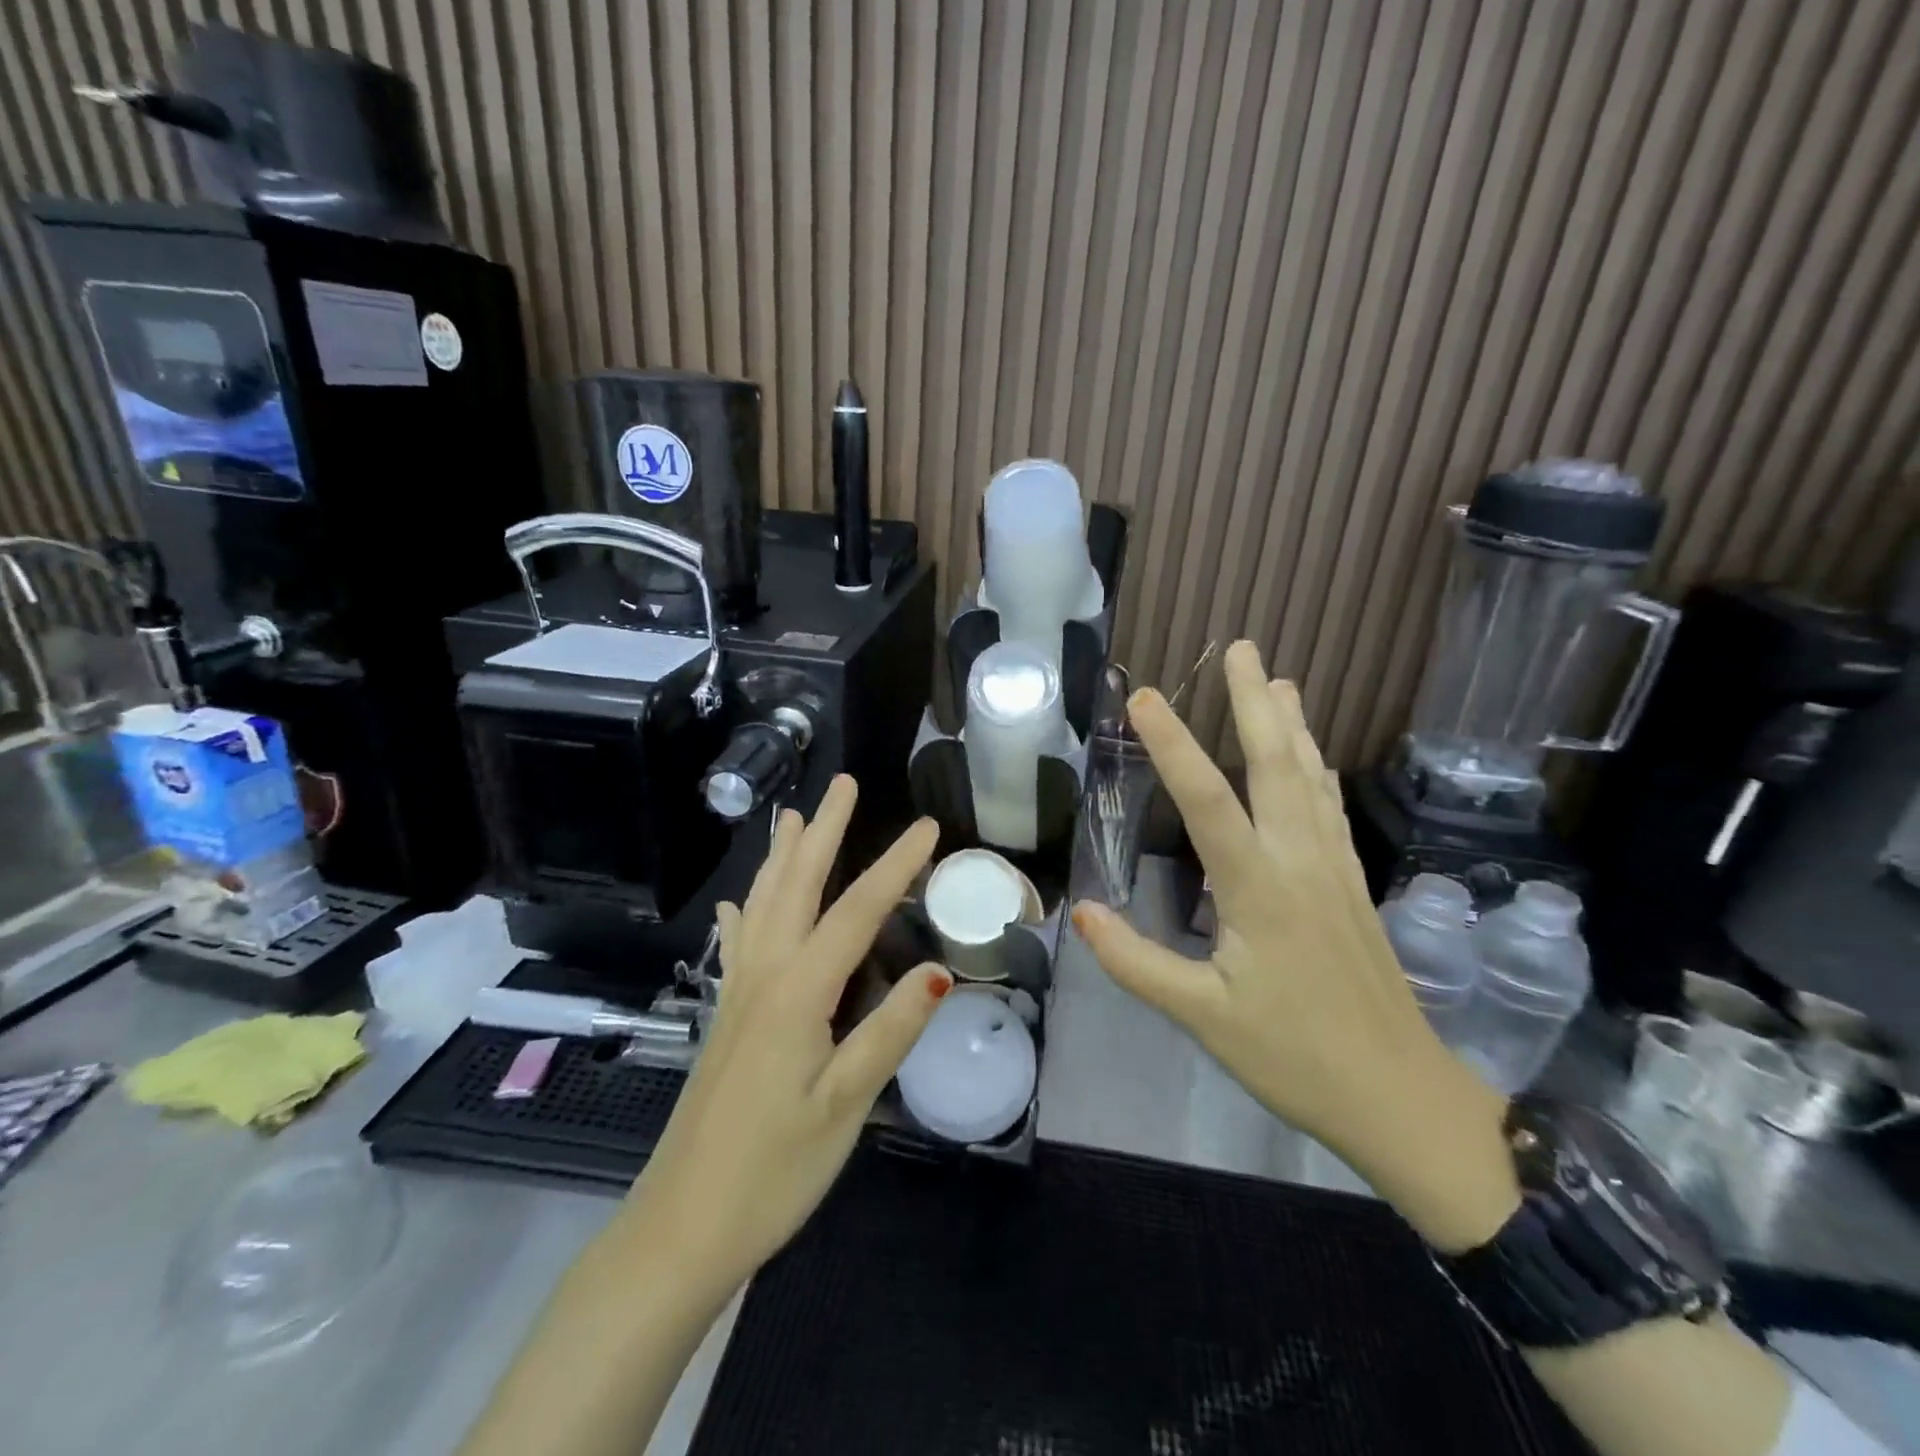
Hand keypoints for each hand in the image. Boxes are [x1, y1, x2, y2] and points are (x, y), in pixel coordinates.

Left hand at [622, 776, 949, 1286]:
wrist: (682, 1227)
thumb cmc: (772, 1170)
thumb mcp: (844, 1104)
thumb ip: (891, 1032)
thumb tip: (940, 971)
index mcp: (799, 991)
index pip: (858, 911)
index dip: (896, 865)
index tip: (929, 827)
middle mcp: (765, 976)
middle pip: (797, 886)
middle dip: (824, 832)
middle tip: (843, 784)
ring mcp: (740, 994)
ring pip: (763, 905)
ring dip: (782, 856)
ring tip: (793, 816)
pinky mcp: (727, 1017)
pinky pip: (739, 943)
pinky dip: (744, 912)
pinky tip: (738, 903)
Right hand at [1072, 640, 1519, 1250]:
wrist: (1403, 1101)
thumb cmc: (1296, 1060)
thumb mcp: (1203, 1018)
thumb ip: (1136, 963)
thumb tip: (1080, 912)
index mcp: (1259, 891)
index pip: (1207, 802)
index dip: (1173, 746)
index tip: (1142, 697)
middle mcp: (1301, 865)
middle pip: (1275, 768)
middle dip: (1253, 704)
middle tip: (1240, 649)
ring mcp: (1334, 872)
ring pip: (1312, 781)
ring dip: (1292, 726)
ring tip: (1279, 679)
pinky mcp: (1353, 887)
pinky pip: (1331, 811)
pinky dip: (1319, 770)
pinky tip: (1314, 757)